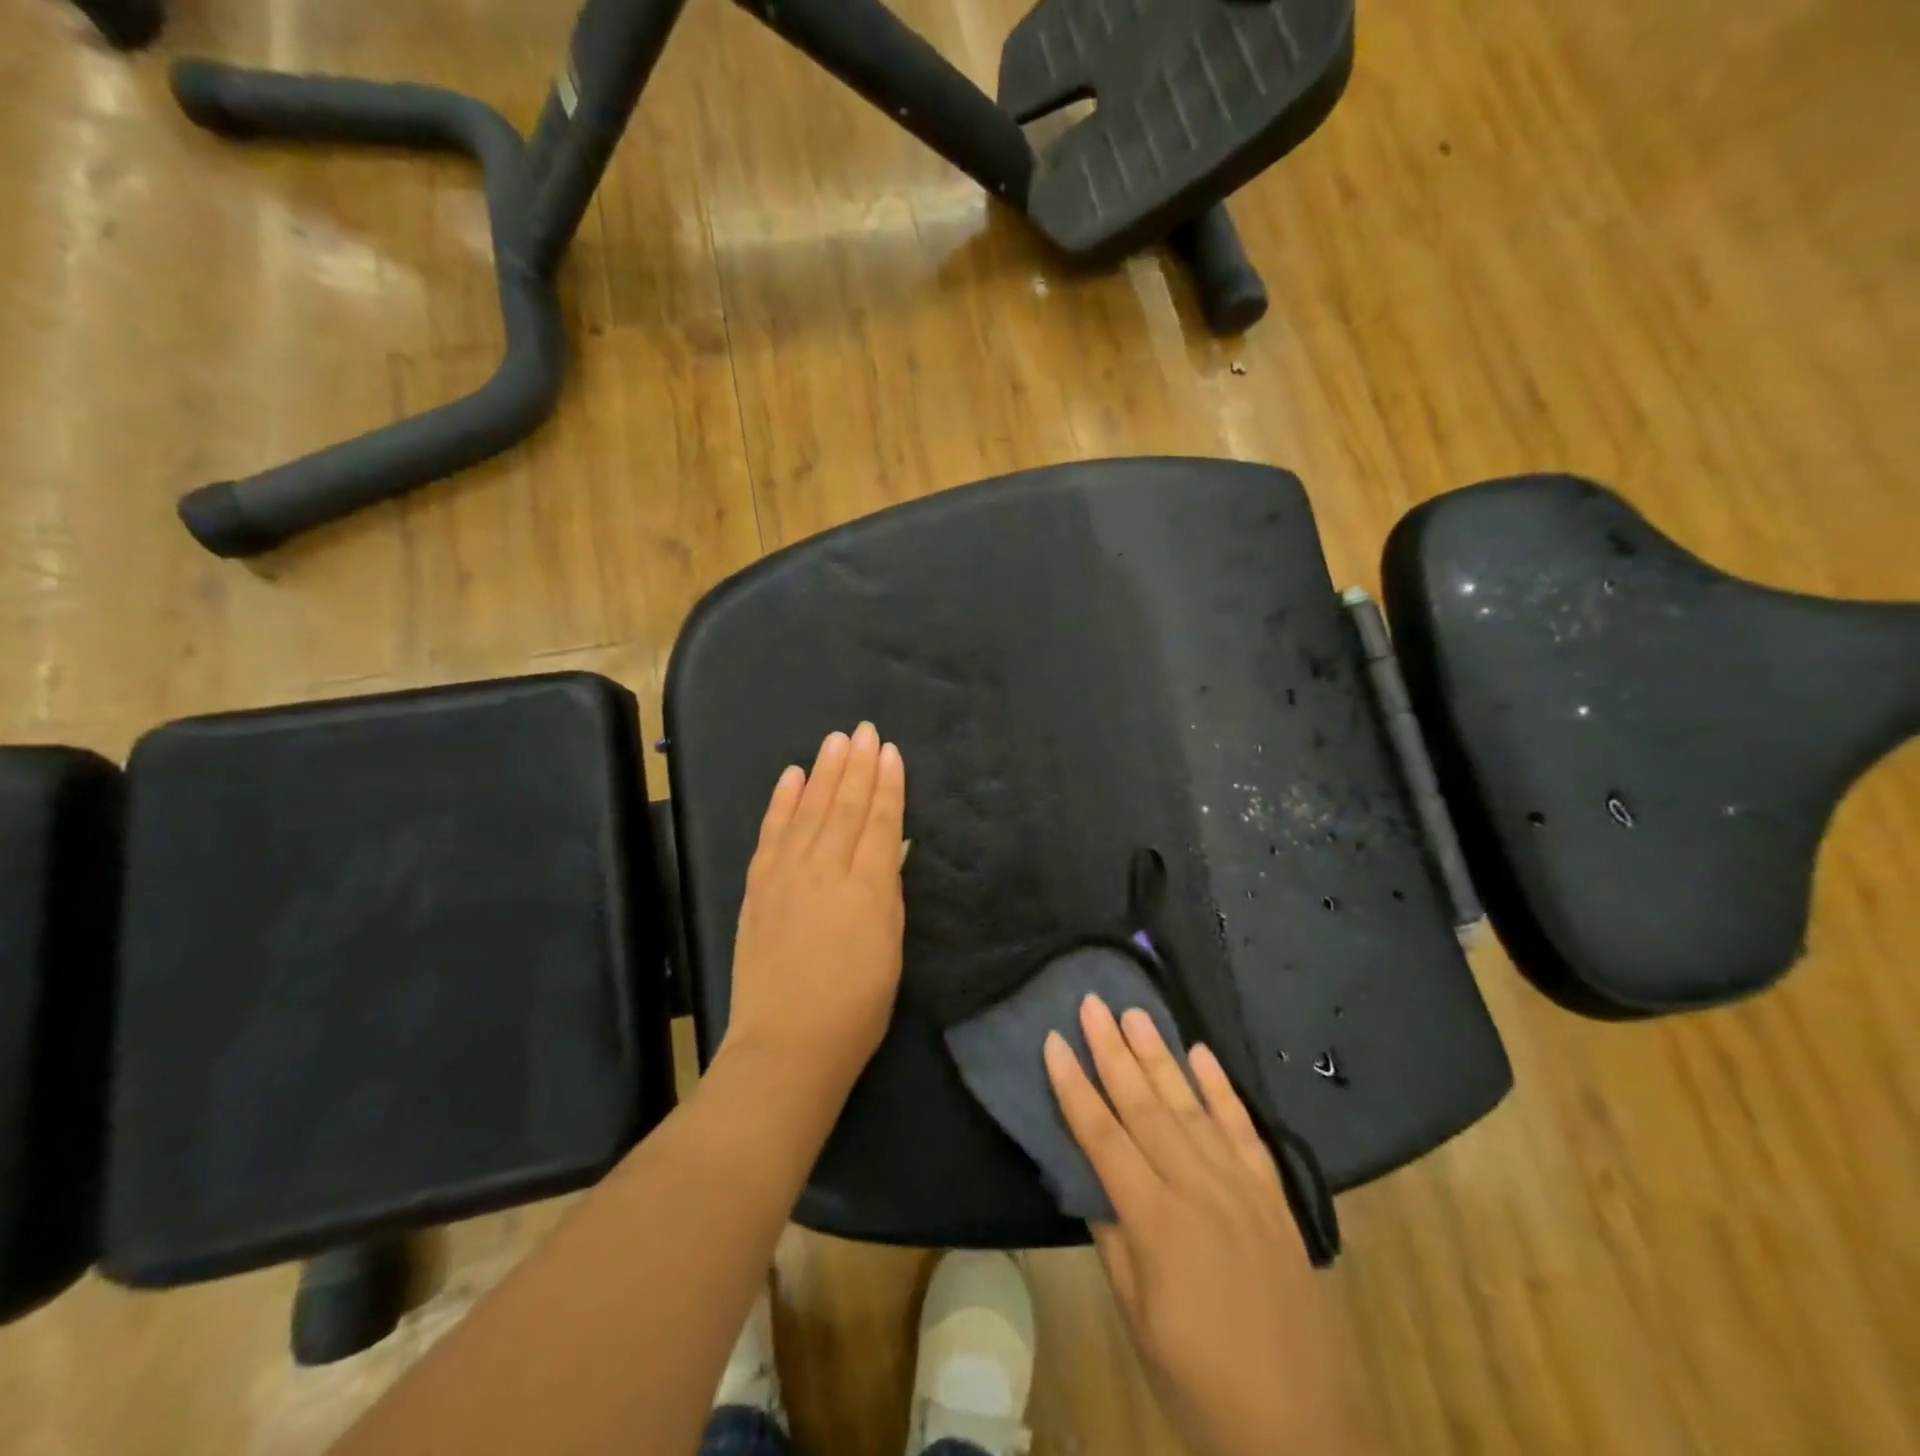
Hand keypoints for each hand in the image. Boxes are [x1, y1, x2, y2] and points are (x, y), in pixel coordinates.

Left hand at [721, 724, 906, 1098]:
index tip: (890, 751)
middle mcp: (825, 869)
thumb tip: (886, 847)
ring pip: (808, 810)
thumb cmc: (856, 1005)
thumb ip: (887, 890)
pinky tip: (791, 776)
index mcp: (867, 886)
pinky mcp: (758, 886)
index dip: (887, 784)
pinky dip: (782, 801)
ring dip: (823, 772)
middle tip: (864, 730)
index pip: (879, 821)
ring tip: (835, 741)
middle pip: (843, 806)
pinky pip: (772, 832)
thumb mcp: (890, 947)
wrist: (787, 1043)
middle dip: (857, 765)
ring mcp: (786, 874)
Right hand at [1045, 997, 1373, 1455]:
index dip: (1073, 1086)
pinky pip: (1245, 1130)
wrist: (1303, 1433)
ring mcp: (1241, 1189)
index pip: (1102, 1136)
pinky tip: (1203, 1054)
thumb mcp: (1137, 1320)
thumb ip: (1114, 1240)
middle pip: (1145, 1106)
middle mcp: (1198, 1190)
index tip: (1054, 1040)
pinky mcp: (1275, 1198)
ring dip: (1161, 1055)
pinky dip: (1223, 1089)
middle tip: (1094, 1002)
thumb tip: (1092, 1177)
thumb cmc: (1200, 1384)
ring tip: (1136, 1013)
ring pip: (1192, 1106)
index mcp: (1156, 1222)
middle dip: (1113, 1050)